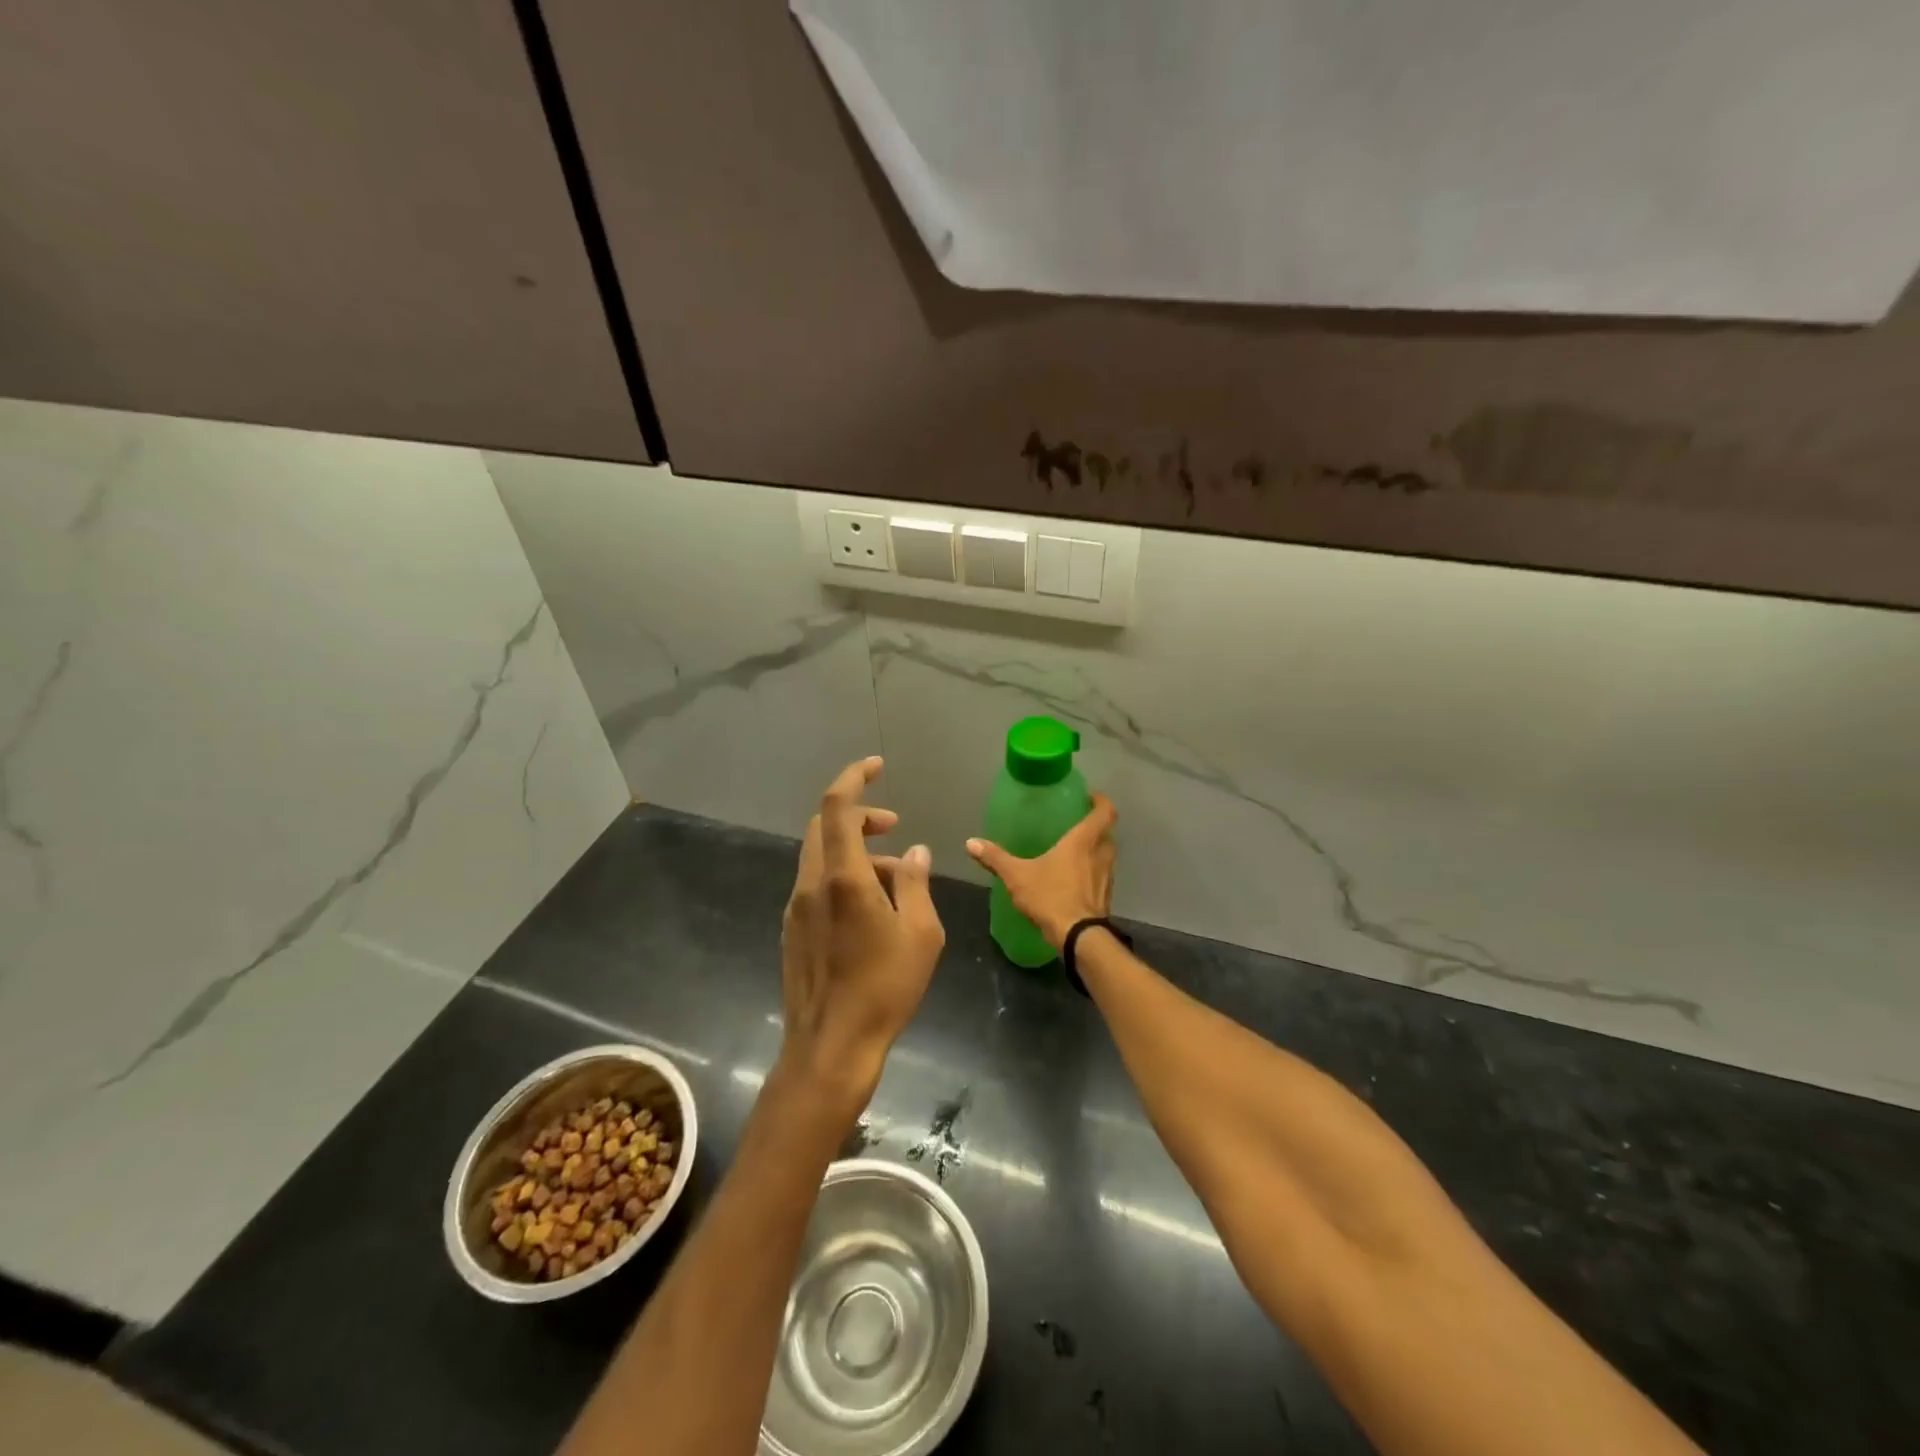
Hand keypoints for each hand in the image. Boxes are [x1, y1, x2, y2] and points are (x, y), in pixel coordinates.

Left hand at [780, 757, 944, 1109]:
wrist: (830, 1047)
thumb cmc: (883, 989)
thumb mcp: (921, 935)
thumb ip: (916, 885)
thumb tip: (916, 854)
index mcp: (843, 878)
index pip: (838, 807)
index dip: (854, 777)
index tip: (876, 766)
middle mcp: (811, 884)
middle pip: (825, 826)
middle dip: (859, 815)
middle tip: (894, 826)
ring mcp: (796, 907)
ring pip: (820, 855)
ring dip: (854, 849)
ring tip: (895, 876)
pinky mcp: (792, 929)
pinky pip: (815, 883)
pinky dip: (842, 875)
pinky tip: (869, 906)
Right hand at [966, 793, 1117, 948]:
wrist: (1079, 937)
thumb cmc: (1051, 897)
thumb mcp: (1017, 876)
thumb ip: (995, 858)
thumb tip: (970, 842)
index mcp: (1083, 841)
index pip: (1105, 812)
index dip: (1101, 801)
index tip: (1090, 797)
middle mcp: (1101, 854)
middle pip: (1107, 833)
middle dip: (1096, 827)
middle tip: (1076, 825)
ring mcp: (1107, 877)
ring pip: (1107, 855)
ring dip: (1096, 850)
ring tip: (1074, 852)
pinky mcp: (1106, 896)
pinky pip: (1103, 876)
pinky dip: (1093, 873)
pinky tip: (1075, 880)